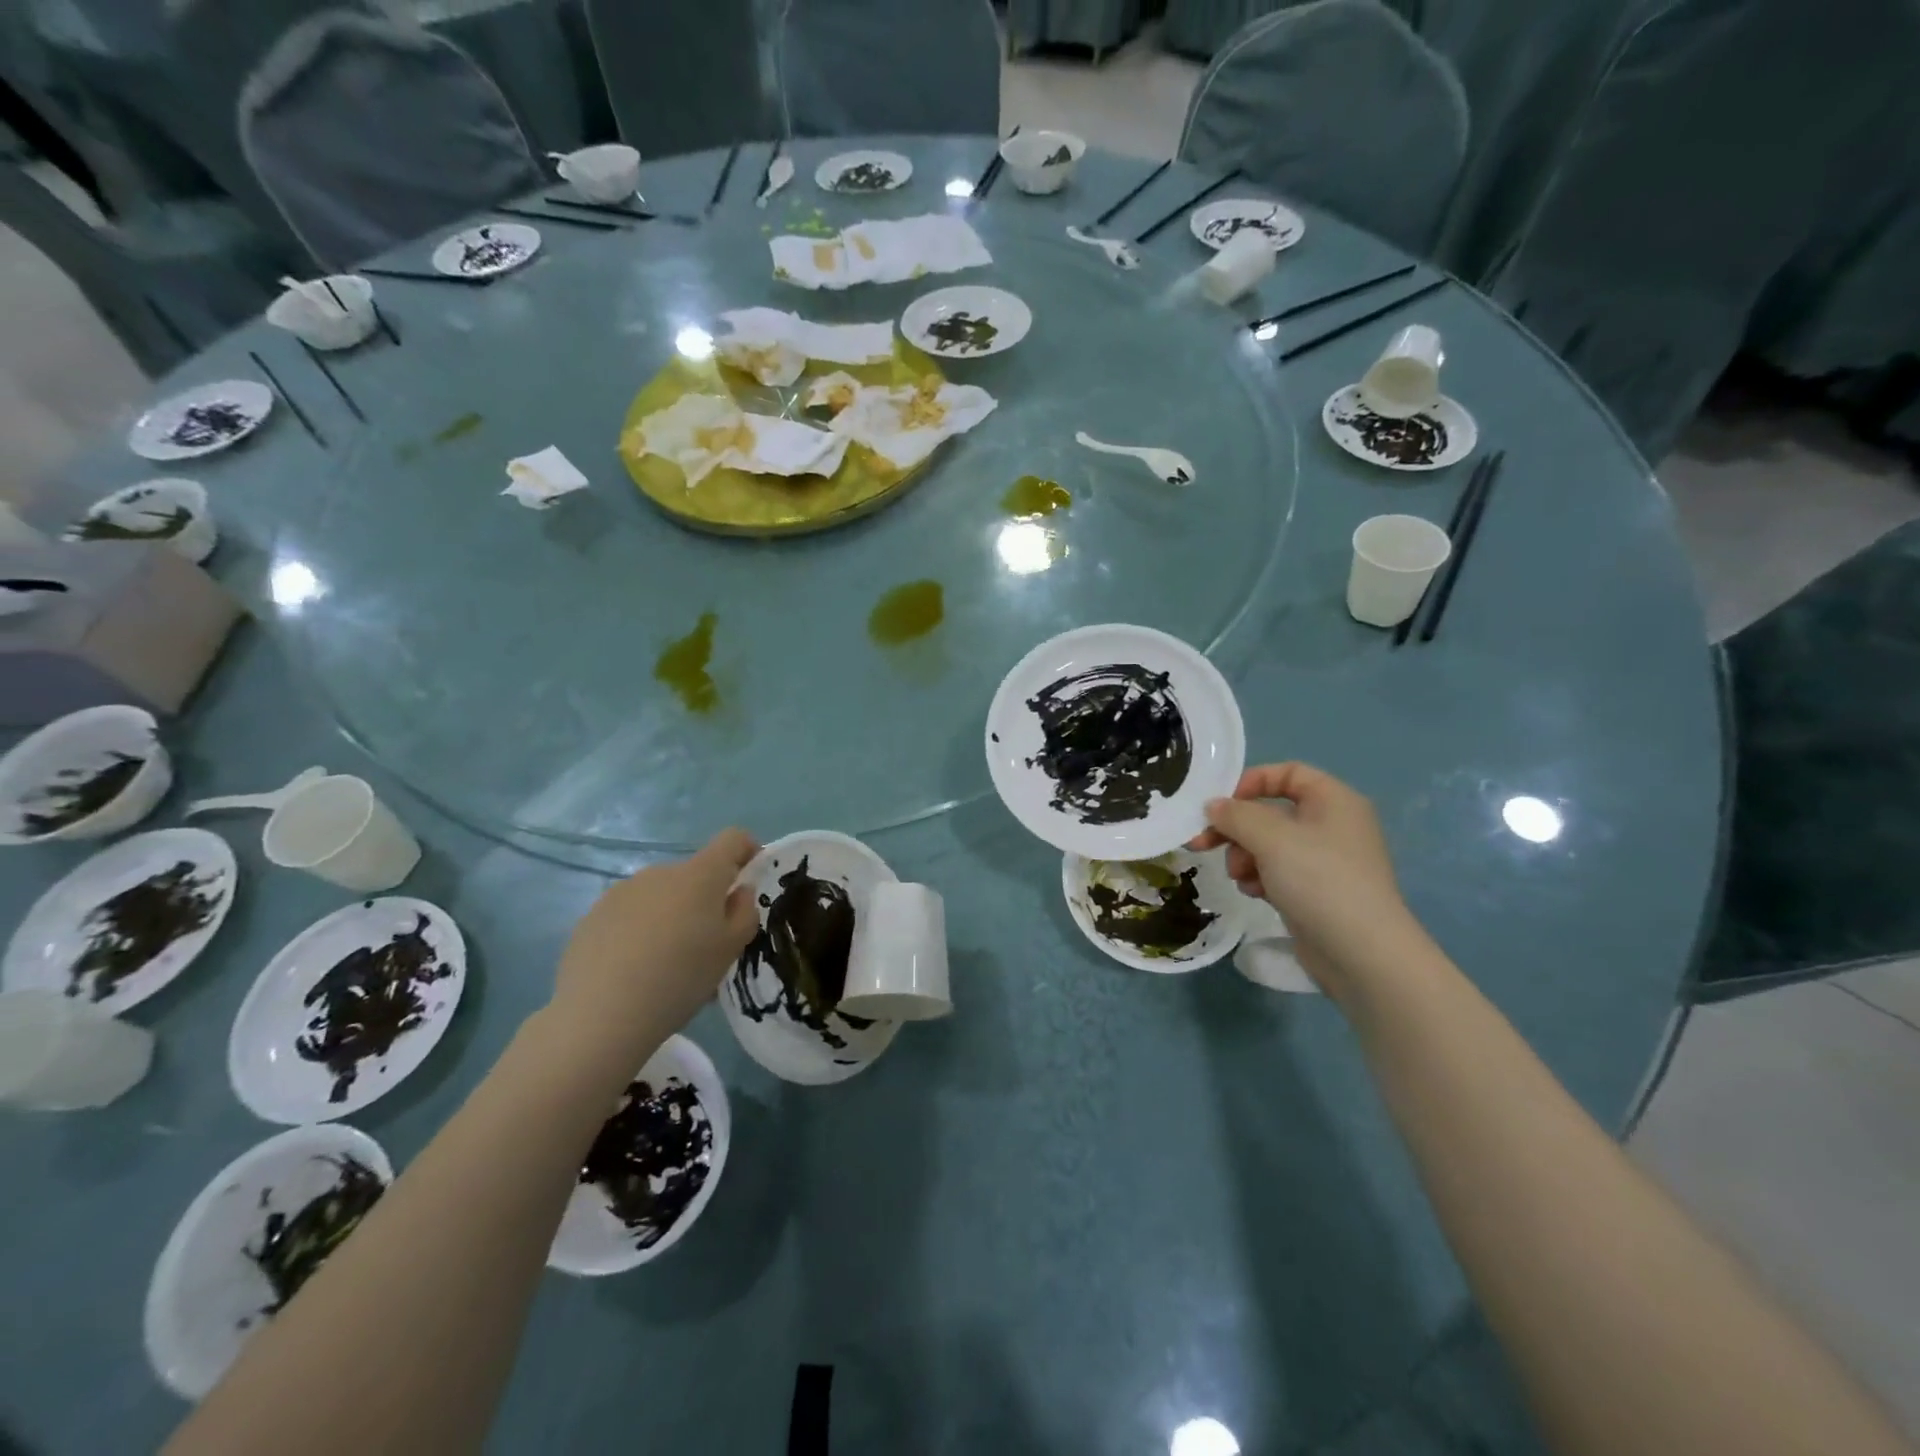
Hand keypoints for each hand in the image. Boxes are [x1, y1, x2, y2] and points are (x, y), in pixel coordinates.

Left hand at [549, 829, 759, 1066]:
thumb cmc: (680, 978)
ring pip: (660, 895)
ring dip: (671, 915)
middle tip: (705, 945)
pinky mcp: (593, 915)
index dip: (748, 851)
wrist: (600, 1015)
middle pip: (694, 874)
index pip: (733, 839)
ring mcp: (622, 891)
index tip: (750, 880)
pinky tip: (632, 969)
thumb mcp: (731, 950)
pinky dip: (639, 931)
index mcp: (700, 875)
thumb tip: (738, 891)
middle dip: (705, 899)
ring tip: (664, 963)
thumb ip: (744, 912)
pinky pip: (630, 914)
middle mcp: (661, 872)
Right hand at [1189, 762, 1420, 998]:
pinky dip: (1259, 877)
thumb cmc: (1319, 881)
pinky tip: (1253, 893)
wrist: (1362, 954)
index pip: (1287, 773)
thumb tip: (1213, 806)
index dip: (1251, 782)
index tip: (1221, 804)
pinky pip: (1277, 871)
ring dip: (1244, 856)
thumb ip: (1236, 815)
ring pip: (1268, 844)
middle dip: (1236, 828)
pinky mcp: (1316, 891)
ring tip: (1239, 876)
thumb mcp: (1271, 838)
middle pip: (1271, 811)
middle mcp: (1332, 825)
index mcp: (1333, 800)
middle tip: (1203, 843)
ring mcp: (1325, 861)